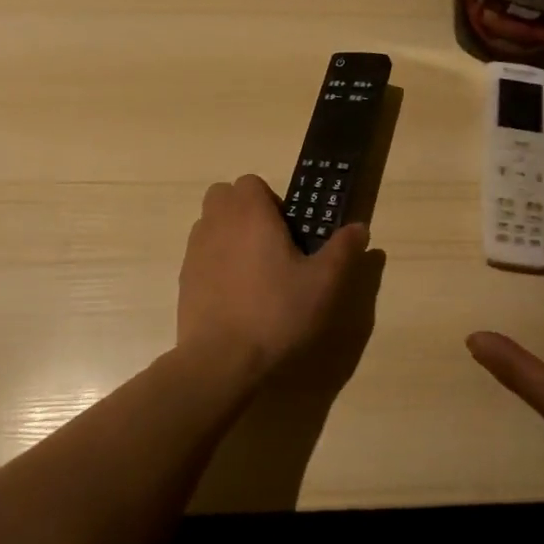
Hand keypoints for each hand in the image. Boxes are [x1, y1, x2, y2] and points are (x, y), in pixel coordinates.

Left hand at [177, 175, 371, 379]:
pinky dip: (215, 263)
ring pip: (209, 224)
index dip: (270, 200)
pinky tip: (236, 296)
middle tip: (271, 244)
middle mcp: (216, 223)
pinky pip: (200, 256)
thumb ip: (342, 250)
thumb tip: (359, 227)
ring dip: (228, 234)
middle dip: (244, 211)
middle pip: (223, 197)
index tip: (288, 230)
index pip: (250, 182)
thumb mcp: (323, 283)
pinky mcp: (183, 280)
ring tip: (254, 271)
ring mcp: (194, 252)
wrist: (221, 361)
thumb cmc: (277, 313)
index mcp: (249, 214)